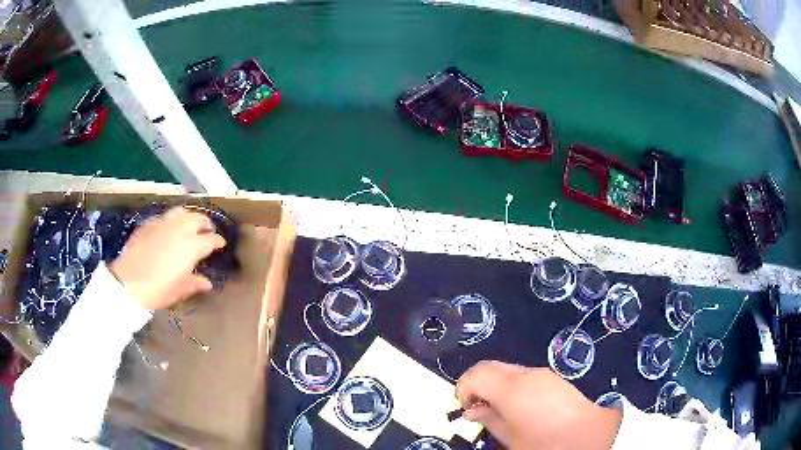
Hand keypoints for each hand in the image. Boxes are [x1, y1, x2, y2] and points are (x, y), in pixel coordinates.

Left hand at [109, 207, 226, 310]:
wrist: (128, 282)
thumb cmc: (158, 290)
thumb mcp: (179, 290)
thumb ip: (194, 283)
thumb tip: (207, 282)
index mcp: (191, 245)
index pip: (211, 239)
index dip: (218, 241)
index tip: (220, 244)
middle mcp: (180, 229)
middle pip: (198, 218)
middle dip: (205, 223)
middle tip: (207, 230)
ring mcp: (163, 223)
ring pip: (181, 212)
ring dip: (189, 216)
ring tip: (190, 223)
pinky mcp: (149, 223)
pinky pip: (165, 216)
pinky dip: (171, 220)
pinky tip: (168, 229)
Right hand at [456, 361, 621, 449]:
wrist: (589, 434)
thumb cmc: (545, 442)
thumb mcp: (511, 437)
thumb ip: (489, 419)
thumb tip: (473, 410)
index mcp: (512, 389)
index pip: (475, 374)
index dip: (463, 388)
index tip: (465, 408)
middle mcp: (525, 374)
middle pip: (489, 366)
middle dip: (476, 384)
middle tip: (477, 408)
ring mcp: (541, 373)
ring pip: (506, 369)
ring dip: (494, 384)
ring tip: (498, 409)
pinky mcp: (552, 377)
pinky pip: (523, 374)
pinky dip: (511, 385)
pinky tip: (519, 406)